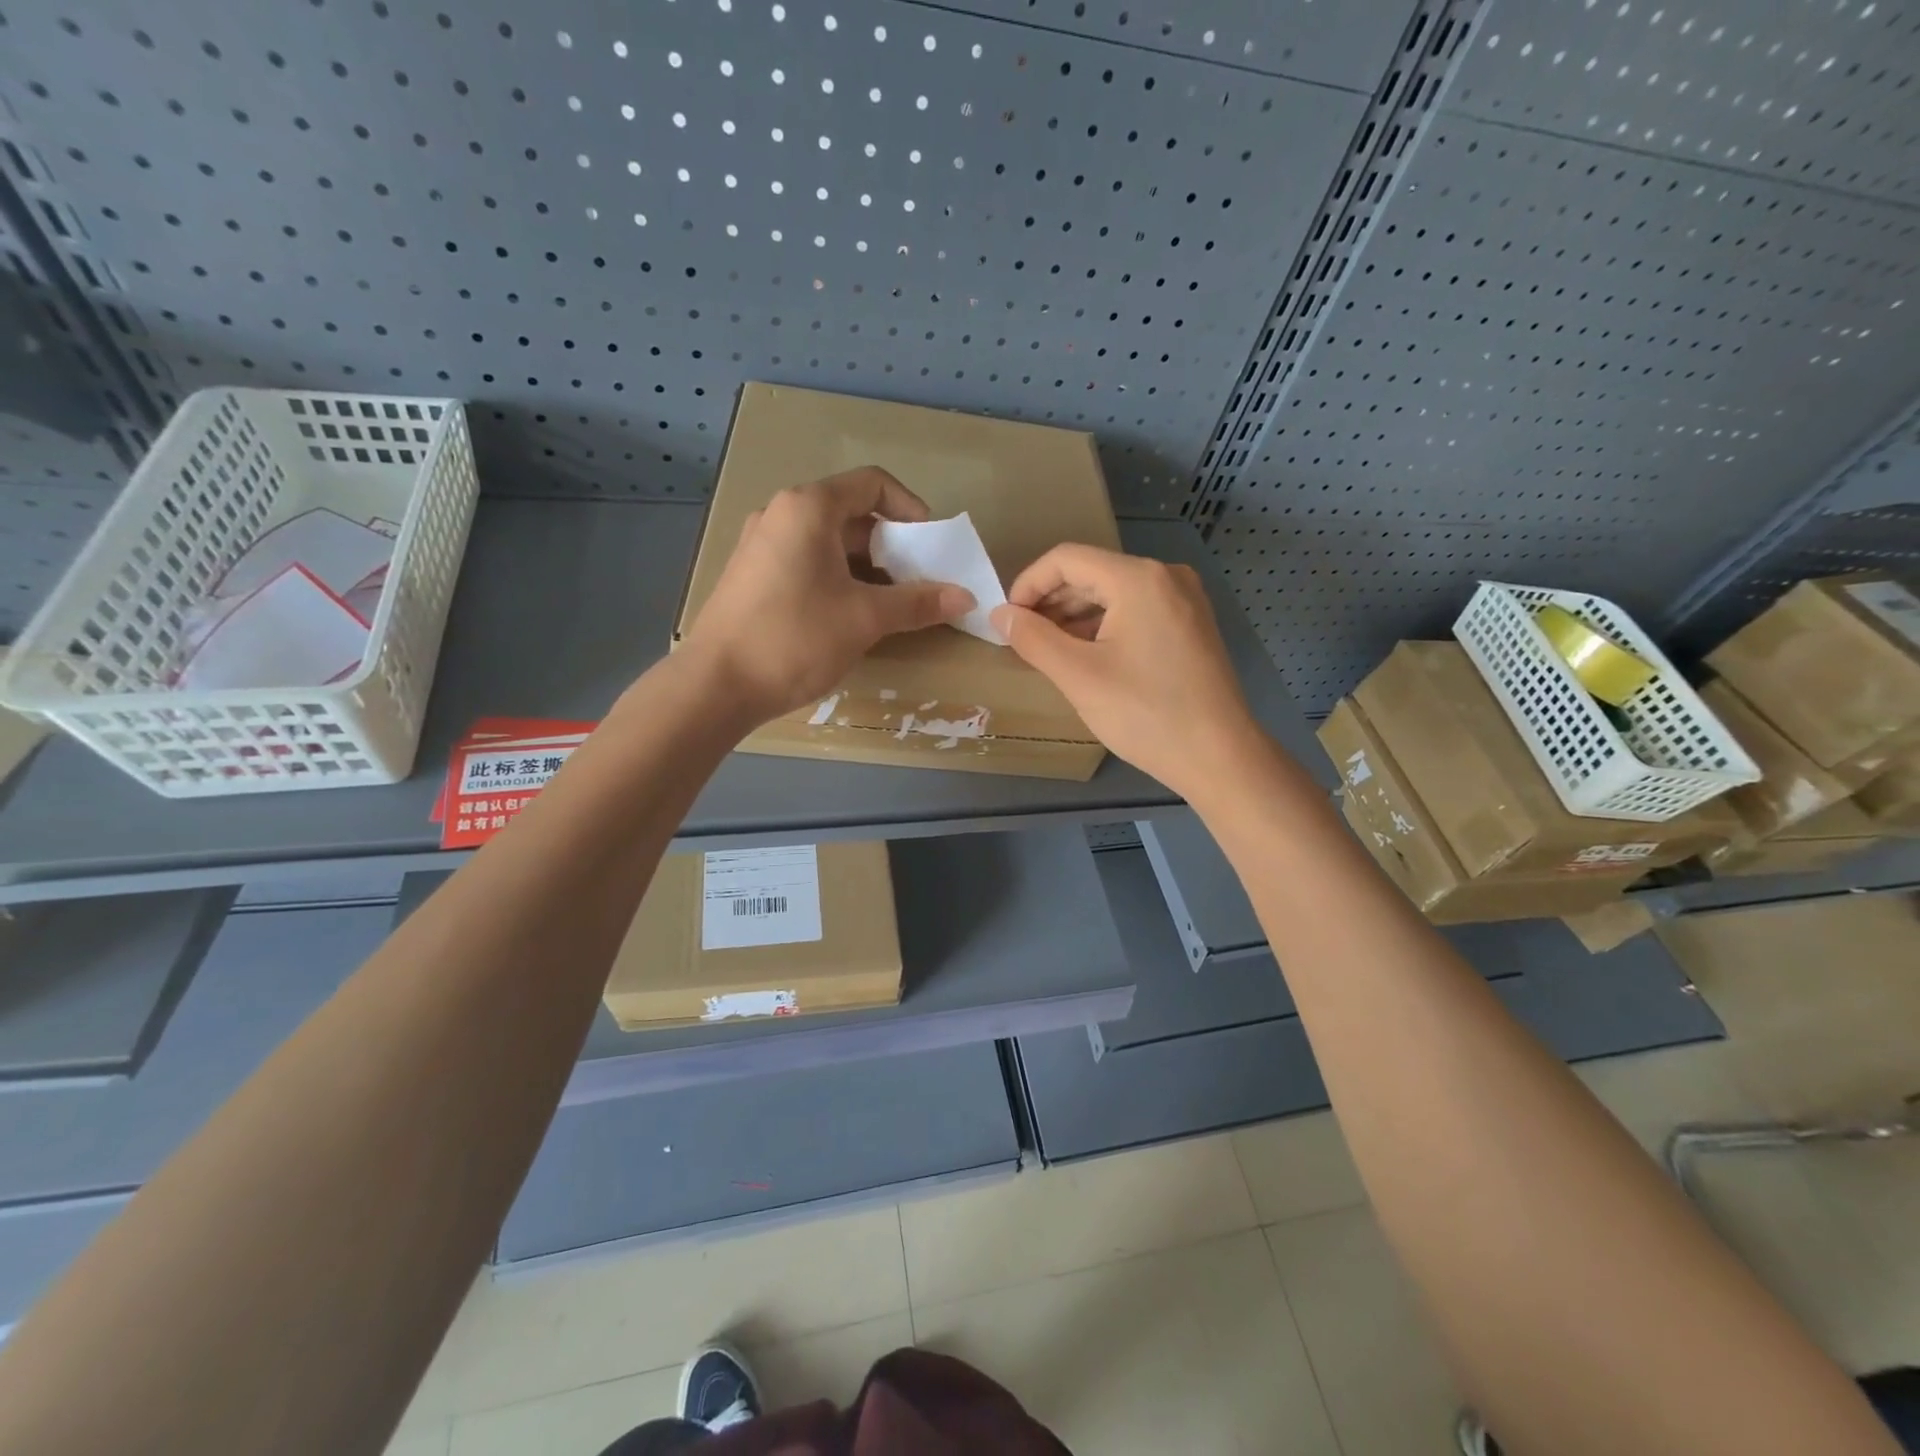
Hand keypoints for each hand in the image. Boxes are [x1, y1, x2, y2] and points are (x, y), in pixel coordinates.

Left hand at [681, 468, 974, 722]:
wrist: (716, 685)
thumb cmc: (795, 638)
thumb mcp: (865, 619)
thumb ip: (918, 603)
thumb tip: (966, 597)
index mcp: (809, 508)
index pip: (873, 484)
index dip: (911, 509)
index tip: (931, 546)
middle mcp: (782, 514)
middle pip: (852, 514)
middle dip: (893, 546)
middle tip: (918, 582)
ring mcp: (763, 544)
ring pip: (830, 543)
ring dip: (868, 567)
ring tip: (892, 606)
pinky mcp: (754, 575)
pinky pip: (808, 562)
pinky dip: (839, 579)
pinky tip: (853, 616)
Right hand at [990, 544, 1259, 796]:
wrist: (1219, 757)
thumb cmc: (1146, 714)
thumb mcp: (1079, 676)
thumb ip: (1033, 639)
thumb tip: (1000, 614)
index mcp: (1139, 578)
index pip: (1066, 559)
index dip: (1028, 584)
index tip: (1007, 621)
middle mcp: (1166, 576)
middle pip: (1091, 573)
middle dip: (1051, 602)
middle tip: (1023, 640)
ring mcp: (1184, 600)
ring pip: (1114, 594)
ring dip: (1075, 617)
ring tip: (1049, 651)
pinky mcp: (1191, 625)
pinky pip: (1136, 611)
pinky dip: (1104, 627)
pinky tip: (1086, 657)